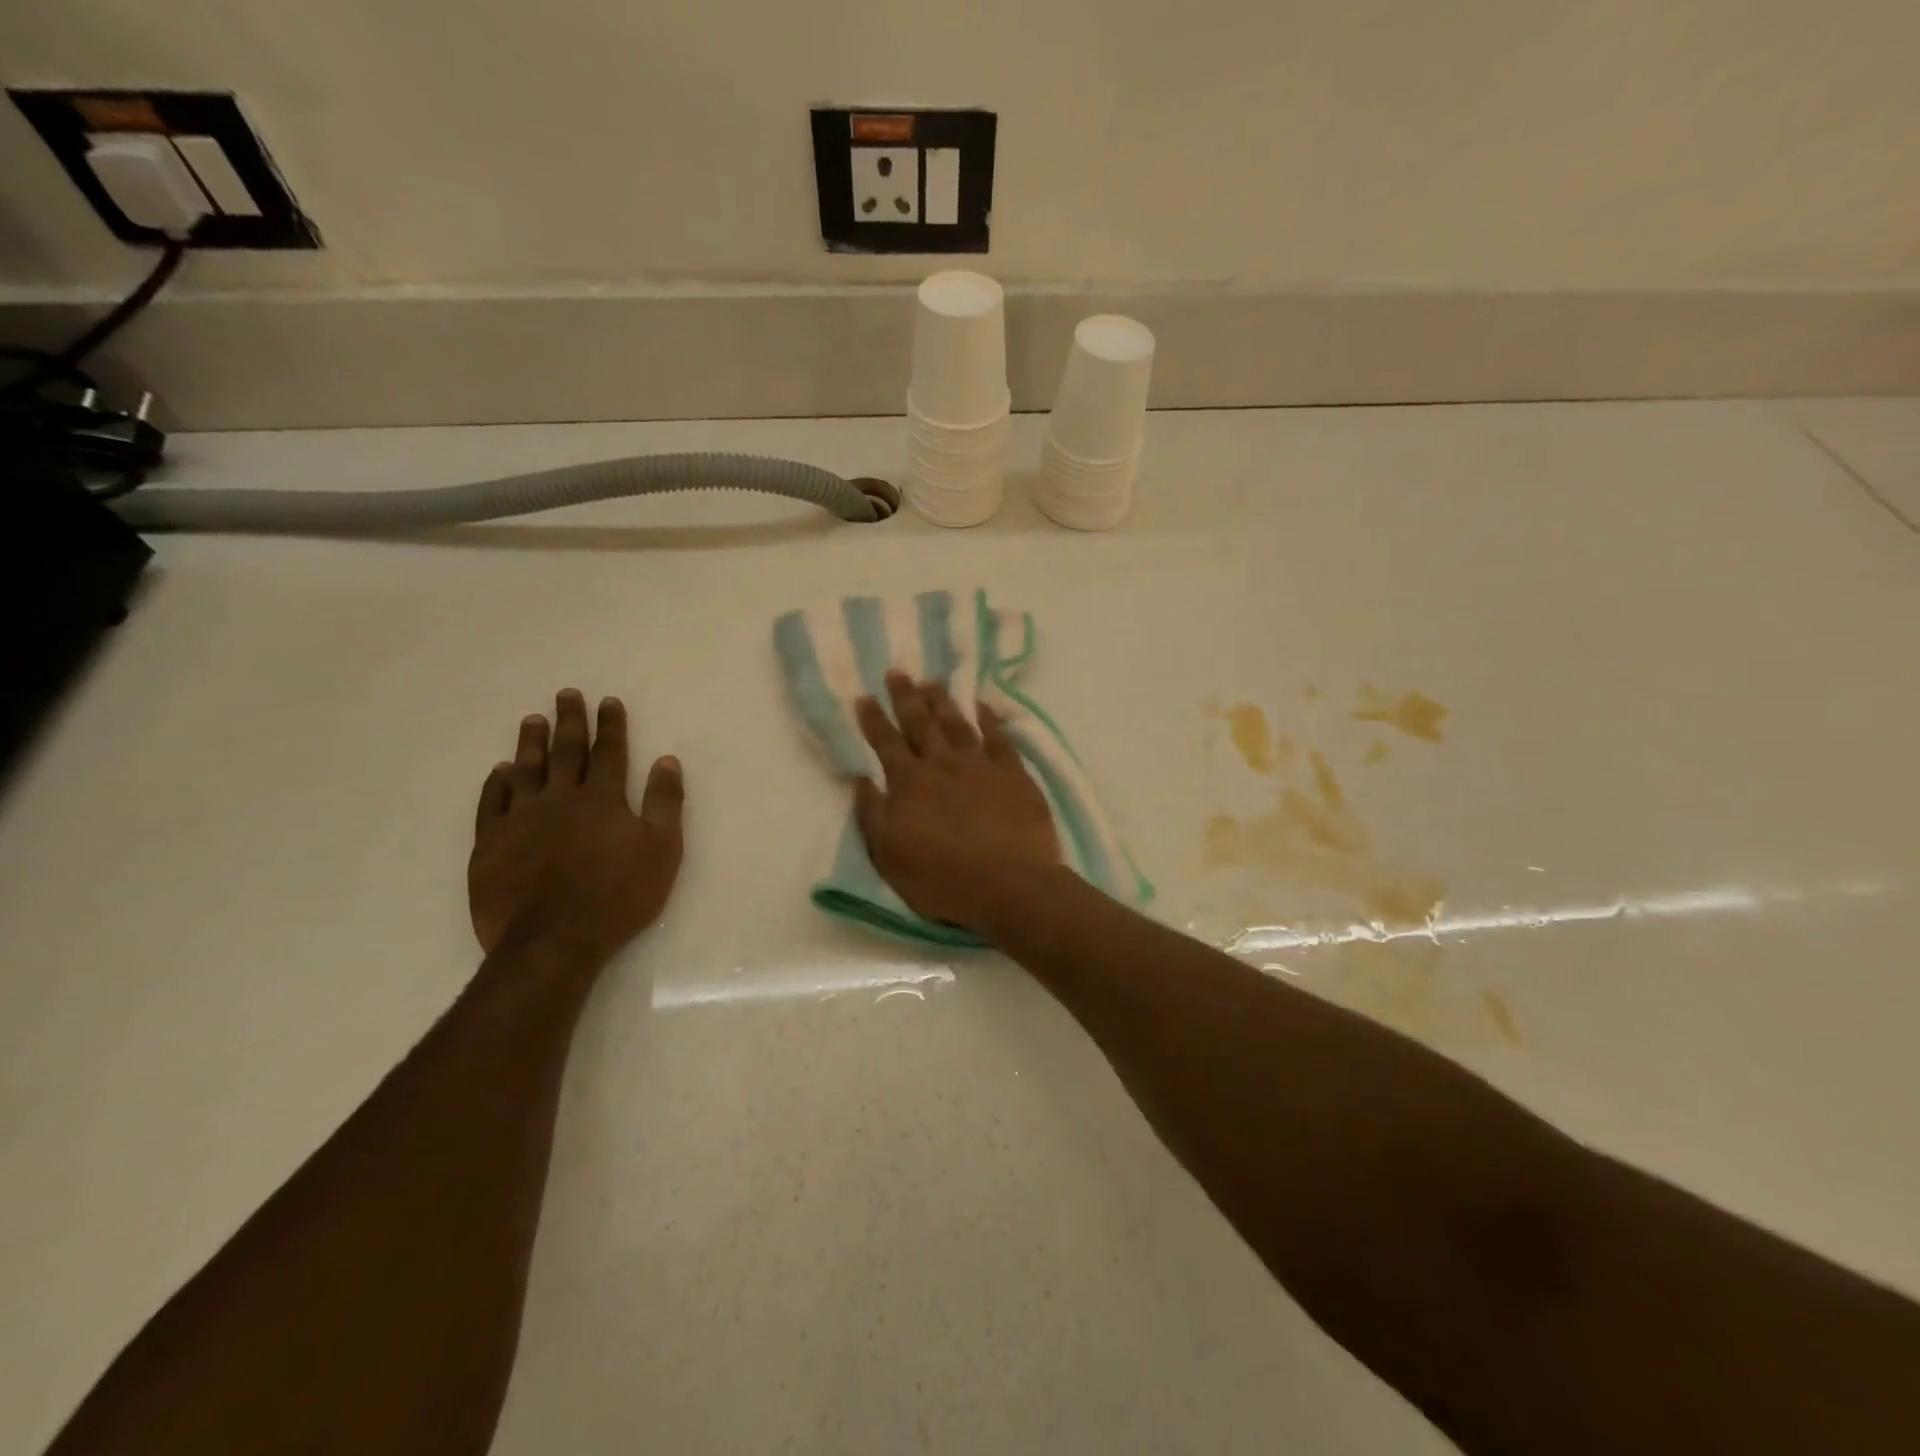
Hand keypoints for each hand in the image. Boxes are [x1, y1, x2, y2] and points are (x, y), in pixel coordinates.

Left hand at [468, 689, 684, 967]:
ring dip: (531, 744)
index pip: (609, 752)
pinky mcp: (490, 844)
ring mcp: (520, 820)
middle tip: (566, 694)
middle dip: (570, 721)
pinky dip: (496, 784)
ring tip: (532, 721)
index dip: (611, 725)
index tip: (608, 701)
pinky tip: (499, 772)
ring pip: (525, 771)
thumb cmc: (618, 896)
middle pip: (566, 752)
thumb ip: (665, 803)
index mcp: (602, 799)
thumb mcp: (662, 850)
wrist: (553, 940)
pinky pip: (490, 804)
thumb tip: (667, 760)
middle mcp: (559, 799)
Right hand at [853, 672, 1060, 933]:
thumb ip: (872, 815)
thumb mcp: (889, 856)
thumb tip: (860, 779)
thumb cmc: (942, 879)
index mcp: (909, 784)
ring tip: (932, 682)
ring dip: (942, 702)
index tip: (864, 697)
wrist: (1009, 885)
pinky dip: (990, 719)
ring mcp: (981, 765)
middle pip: (920, 723)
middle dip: (906, 697)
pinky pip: (999, 738)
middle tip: (897, 672)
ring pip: (957, 724)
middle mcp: (942, 765)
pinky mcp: (1014, 774)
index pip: (886, 743)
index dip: (873, 720)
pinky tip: (983, 706)